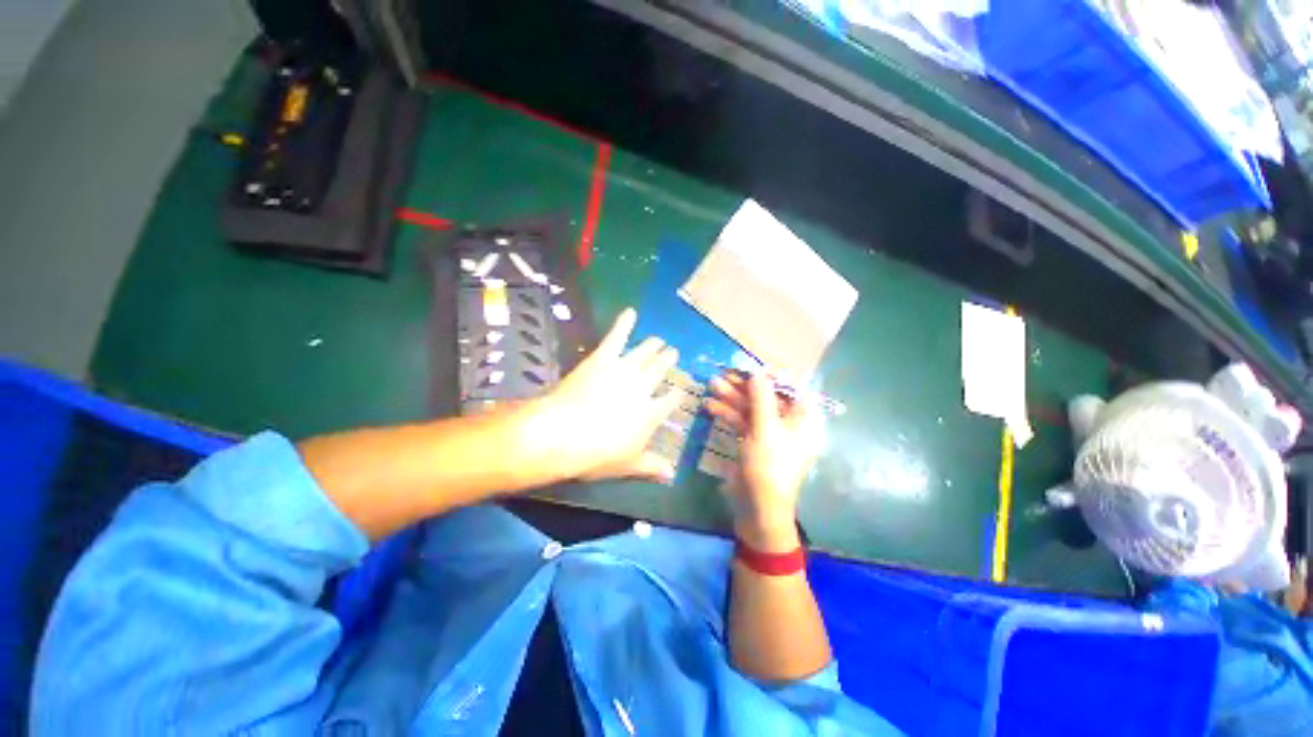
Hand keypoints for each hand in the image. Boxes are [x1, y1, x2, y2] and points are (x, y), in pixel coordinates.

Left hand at [524, 308, 680, 482]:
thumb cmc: (596, 454)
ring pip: (645, 353)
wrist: (564, 434)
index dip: (676, 394)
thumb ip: (650, 466)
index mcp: (651, 414)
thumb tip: (671, 474)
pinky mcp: (604, 358)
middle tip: (673, 352)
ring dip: (654, 346)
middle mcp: (643, 388)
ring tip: (660, 340)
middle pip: (660, 370)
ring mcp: (624, 370)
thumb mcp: (626, 465)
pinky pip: (617, 336)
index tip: (680, 389)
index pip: (670, 401)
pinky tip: (630, 312)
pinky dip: (624, 323)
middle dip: (668, 361)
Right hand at [707, 372, 823, 551]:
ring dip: (732, 398)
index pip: (790, 389)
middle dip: (744, 386)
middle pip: (766, 397)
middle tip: (722, 374)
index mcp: (802, 420)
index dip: (770, 376)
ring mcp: (770, 434)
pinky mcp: (754, 443)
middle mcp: (789, 424)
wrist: (758, 509)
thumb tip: (758, 372)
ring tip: (711, 385)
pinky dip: (728, 414)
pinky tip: (710, 406)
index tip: (749, 367)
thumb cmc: (768, 467)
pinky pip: (743, 422)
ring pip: (751, 409)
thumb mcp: (765, 430)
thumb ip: (761, 398)